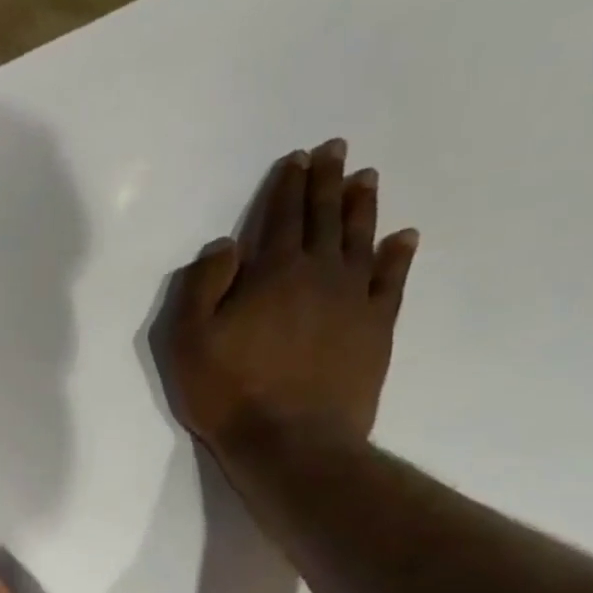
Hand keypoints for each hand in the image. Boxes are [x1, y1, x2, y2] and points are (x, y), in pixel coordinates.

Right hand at [154, 138, 418, 461]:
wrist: (291, 442)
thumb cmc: (229, 392)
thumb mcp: (189, 340)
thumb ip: (202, 287)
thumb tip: (226, 245)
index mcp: (271, 273)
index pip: (280, 217)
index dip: (287, 186)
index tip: (298, 158)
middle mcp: (319, 274)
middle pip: (324, 218)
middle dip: (327, 182)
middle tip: (336, 150)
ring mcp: (354, 300)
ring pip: (360, 239)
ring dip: (362, 207)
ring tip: (366, 179)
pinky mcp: (376, 329)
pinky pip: (391, 281)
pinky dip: (398, 255)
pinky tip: (402, 238)